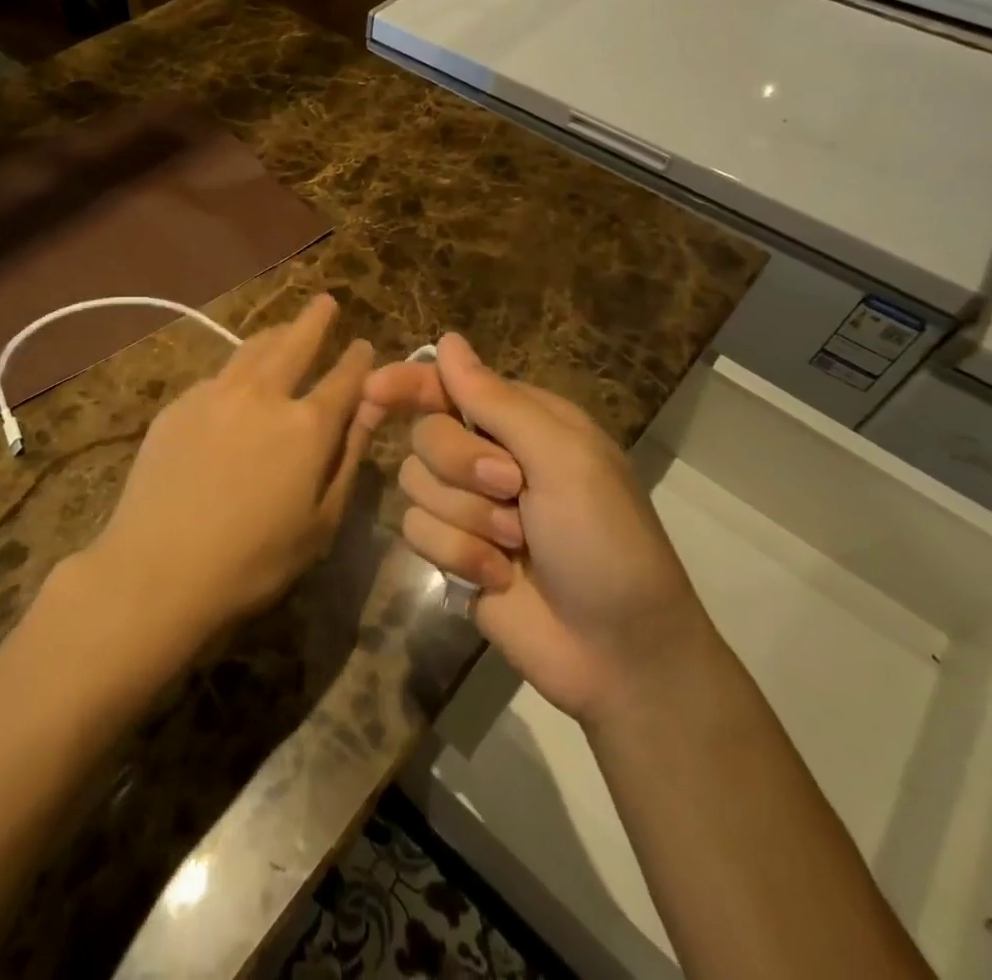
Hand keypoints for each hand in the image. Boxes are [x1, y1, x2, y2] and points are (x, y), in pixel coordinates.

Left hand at [83, 295, 377, 643]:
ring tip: (285, 329)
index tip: (364, 344)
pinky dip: (238, 370)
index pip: (344, 378)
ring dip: (276, 334)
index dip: (359, 359)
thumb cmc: (252, 561)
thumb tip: (370, 410)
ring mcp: (216, 393)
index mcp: (307, 426)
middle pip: (296, 342)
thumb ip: (348, 459)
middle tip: (326, 302)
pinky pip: (218, 375)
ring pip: (253, 349)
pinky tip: (236, 383)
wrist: (156, 569)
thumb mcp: (320, 523)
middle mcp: (264, 395)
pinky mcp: (179, 404)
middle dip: (315, 319)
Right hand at [362, 333, 702, 723]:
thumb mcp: (563, 458)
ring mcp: (469, 505)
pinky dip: (458, 553)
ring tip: (514, 543)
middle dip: (462, 465)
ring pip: (415, 483)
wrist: (619, 651)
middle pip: (426, 434)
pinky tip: (497, 577)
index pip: (449, 384)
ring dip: (466, 516)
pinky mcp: (452, 550)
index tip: (373, 391)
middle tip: (512, 488)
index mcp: (523, 421)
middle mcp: (490, 454)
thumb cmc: (605, 539)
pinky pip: (416, 530)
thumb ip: (496, 401)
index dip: (409, 382)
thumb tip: (448, 340)